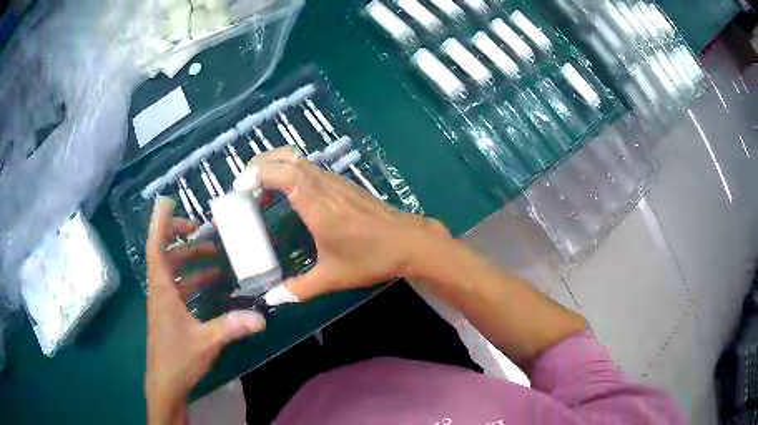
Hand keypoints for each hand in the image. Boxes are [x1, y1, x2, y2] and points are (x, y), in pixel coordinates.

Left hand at [145, 198, 265, 423]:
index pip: (156, 247)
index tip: (168, 202)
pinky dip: (194, 280)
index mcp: (162, 289)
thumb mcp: (206, 342)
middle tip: (204, 230)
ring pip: (173, 271)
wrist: (165, 384)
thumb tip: (261, 317)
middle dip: (182, 238)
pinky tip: (213, 283)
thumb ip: (232, 327)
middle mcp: (160, 290)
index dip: (160, 222)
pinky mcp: (170, 314)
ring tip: (215, 255)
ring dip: (190, 260)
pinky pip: (180, 287)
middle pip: (165, 254)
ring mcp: (164, 302)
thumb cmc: (178, 359)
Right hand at [248, 147, 451, 300]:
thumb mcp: (332, 277)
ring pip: (299, 160)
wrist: (409, 242)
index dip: (259, 174)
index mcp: (318, 206)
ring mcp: (335, 182)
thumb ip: (299, 289)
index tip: (239, 188)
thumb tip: (273, 299)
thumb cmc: (371, 258)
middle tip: (243, 184)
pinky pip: (310, 169)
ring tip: (259, 189)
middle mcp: (325, 186)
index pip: (284, 174)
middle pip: (288, 158)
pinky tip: (286, 194)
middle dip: (260, 164)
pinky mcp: (343, 184)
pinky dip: (290, 173)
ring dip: (275, 166)